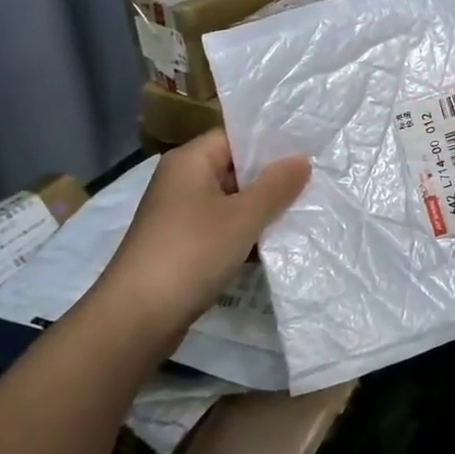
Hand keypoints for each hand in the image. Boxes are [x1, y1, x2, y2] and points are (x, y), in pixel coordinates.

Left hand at [87, 130, 308, 339]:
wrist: (138, 316)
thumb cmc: (192, 252)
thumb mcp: (243, 216)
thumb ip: (276, 186)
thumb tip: (302, 159)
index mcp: (190, 161)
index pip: (235, 137)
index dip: (271, 143)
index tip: (308, 150)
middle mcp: (182, 181)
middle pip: (235, 169)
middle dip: (272, 179)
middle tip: (316, 182)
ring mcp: (181, 216)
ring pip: (232, 202)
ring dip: (262, 210)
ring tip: (306, 212)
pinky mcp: (184, 246)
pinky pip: (223, 229)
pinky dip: (247, 234)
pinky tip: (278, 244)